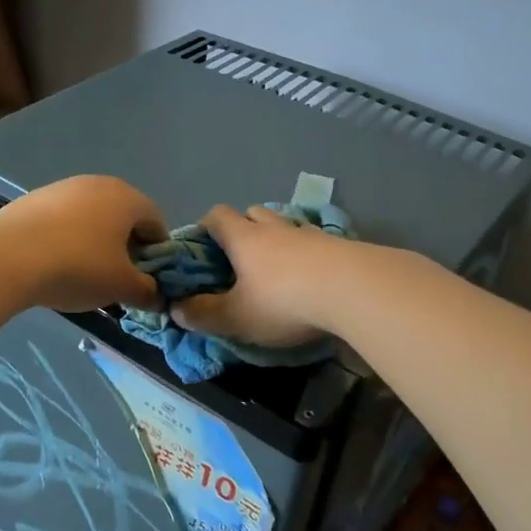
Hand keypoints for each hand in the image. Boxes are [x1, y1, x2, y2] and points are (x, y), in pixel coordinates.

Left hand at [0, 175, 166, 312]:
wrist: (7, 256)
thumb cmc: (78, 267)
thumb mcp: (121, 286)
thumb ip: (147, 291)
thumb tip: (158, 296)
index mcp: (128, 198)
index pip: (157, 222)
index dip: (158, 253)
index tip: (146, 279)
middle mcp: (99, 184)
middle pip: (124, 217)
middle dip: (126, 247)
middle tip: (117, 278)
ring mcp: (64, 187)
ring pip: (93, 216)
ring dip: (96, 242)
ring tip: (83, 273)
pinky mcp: (35, 198)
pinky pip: (64, 219)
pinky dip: (68, 238)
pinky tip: (55, 262)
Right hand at [170, 204, 345, 345]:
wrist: (354, 290)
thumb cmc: (284, 301)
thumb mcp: (237, 317)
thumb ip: (204, 315)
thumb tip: (176, 309)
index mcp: (244, 238)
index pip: (217, 216)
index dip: (205, 227)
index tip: (202, 247)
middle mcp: (275, 228)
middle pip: (253, 213)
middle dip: (243, 229)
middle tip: (239, 258)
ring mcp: (311, 234)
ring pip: (286, 226)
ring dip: (278, 240)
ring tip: (278, 270)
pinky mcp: (340, 246)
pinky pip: (316, 243)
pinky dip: (308, 255)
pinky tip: (313, 277)